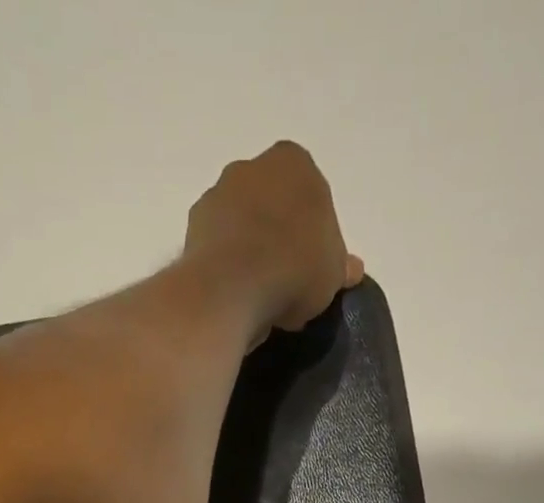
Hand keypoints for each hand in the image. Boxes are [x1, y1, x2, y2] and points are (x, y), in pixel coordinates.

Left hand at [185, 141, 363, 334]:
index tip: (313, 267)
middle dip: (279, 236)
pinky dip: (227, 269)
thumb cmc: (295, 268)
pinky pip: (218, 250)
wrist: (233, 287)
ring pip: (242, 226)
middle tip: (288, 282)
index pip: (310, 194)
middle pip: (271, 205)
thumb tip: (351, 269)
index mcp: (293, 162)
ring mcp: (216, 195)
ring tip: (260, 297)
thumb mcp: (333, 273)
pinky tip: (237, 297)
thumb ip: (341, 266)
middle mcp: (250, 167)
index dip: (314, 234)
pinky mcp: (192, 230)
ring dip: (250, 253)